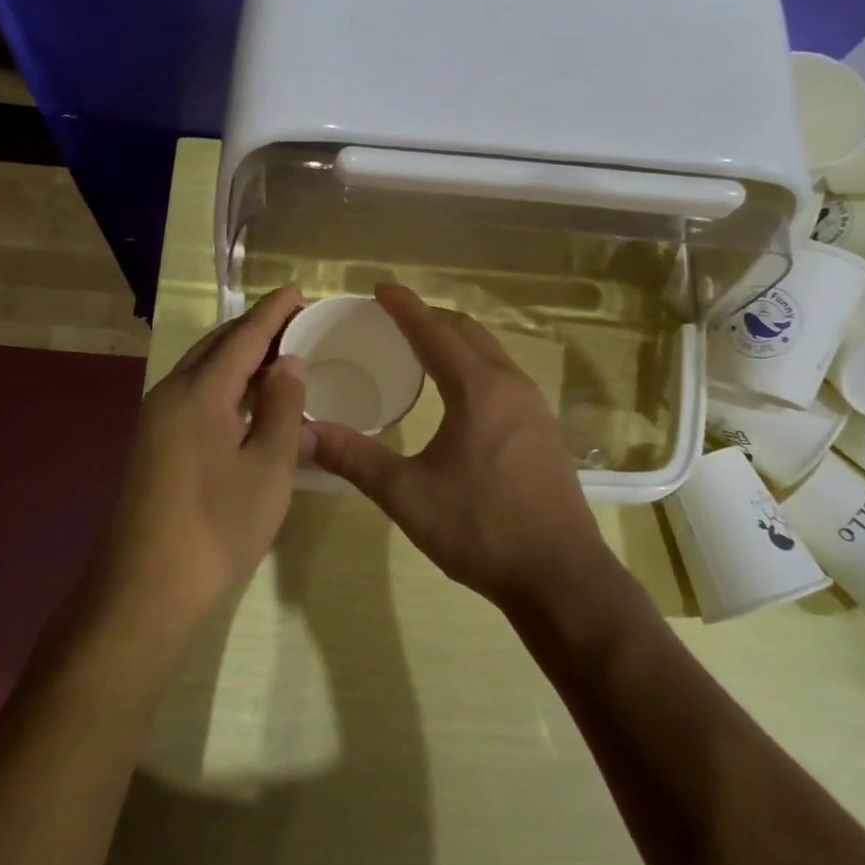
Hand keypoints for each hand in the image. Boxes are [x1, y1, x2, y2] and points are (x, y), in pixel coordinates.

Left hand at [99, 286, 308, 626]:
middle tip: (294, 321)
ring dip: (238, 356)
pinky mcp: (150, 445)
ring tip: (276, 355)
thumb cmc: (217, 527)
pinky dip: (223, 384)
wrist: (143, 590)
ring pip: (202, 370)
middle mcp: (170, 394)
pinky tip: (245, 401)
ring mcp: (154, 420)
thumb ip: (283, 409)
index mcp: (200, 393)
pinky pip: (192, 394)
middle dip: (255, 329)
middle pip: (217, 346)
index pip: (243, 337)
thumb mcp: (268, 468)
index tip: (298, 290)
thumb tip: (288, 363)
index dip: (274, 312)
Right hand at [307, 284, 611, 611]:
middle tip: (396, 317)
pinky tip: (462, 394)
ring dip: (458, 341)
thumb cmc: (480, 528)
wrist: (559, 575)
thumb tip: (304, 432)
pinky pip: (505, 377)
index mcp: (477, 388)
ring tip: (425, 347)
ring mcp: (535, 407)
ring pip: (492, 354)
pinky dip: (477, 366)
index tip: (380, 288)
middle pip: (468, 332)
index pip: (434, 331)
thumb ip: (354, 458)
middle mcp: (511, 384)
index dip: (404, 307)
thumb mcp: (406, 494)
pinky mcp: (545, 430)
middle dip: (431, 318)